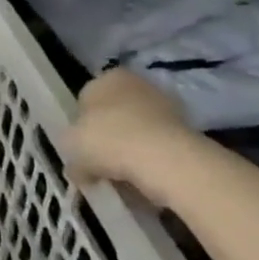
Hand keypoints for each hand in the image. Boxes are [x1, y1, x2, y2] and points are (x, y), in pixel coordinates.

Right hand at [65, 68, 195, 197]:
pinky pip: (159, 149)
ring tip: (124, 180)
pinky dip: (152, 163)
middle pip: (114, 116)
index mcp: (106, 78)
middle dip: (108, 139)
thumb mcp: (70, 146)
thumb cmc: (108, 140)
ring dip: (131, 152)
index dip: (81, 128)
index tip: (81, 151)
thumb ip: (71, 153)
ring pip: (138, 133)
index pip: (85, 101)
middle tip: (100, 167)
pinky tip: (145, 182)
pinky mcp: (187, 132)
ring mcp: (166, 106)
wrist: (165, 159)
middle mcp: (137, 84)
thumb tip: (79, 168)